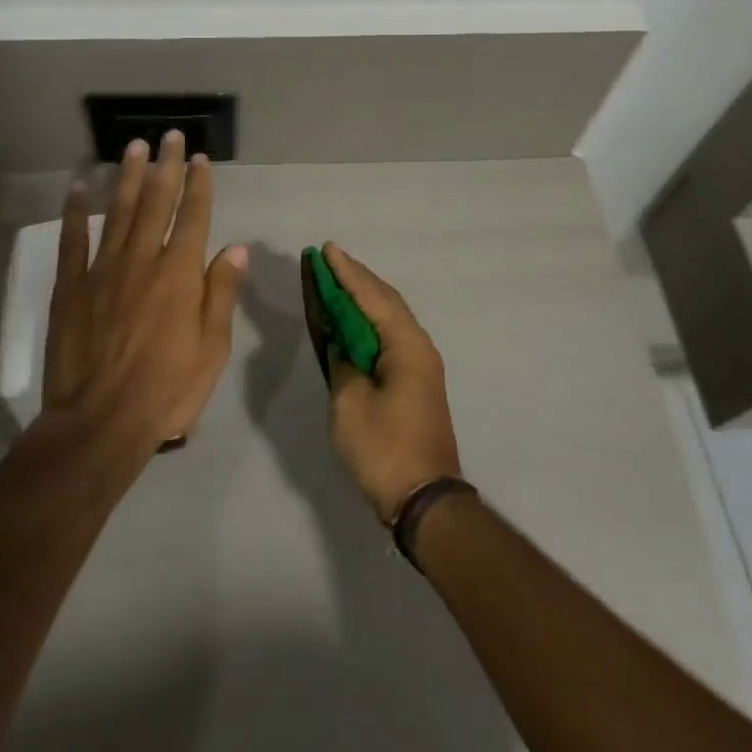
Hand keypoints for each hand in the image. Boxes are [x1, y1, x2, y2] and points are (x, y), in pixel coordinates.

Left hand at [42, 132, 246, 455]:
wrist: (99, 424)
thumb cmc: (167, 390)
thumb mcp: (212, 348)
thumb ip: (222, 293)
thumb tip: (236, 248)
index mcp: (180, 274)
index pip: (193, 217)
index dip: (199, 185)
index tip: (201, 159)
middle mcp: (143, 260)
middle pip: (156, 203)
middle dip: (165, 167)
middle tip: (169, 136)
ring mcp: (103, 271)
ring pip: (118, 212)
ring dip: (127, 177)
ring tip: (133, 147)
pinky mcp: (71, 288)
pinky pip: (73, 242)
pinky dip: (75, 213)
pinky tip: (78, 188)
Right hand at [321, 243, 462, 520]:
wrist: (425, 501)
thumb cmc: (384, 449)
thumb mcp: (350, 403)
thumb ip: (342, 362)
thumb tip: (341, 343)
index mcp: (406, 345)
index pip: (371, 296)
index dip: (346, 272)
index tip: (326, 249)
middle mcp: (419, 345)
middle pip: (385, 300)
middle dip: (356, 278)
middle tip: (328, 259)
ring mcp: (421, 364)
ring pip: (389, 317)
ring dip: (363, 298)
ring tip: (337, 280)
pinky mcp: (416, 381)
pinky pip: (390, 336)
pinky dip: (369, 321)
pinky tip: (353, 321)